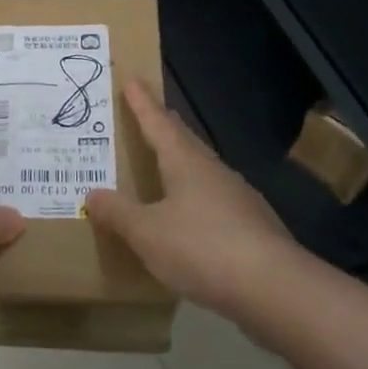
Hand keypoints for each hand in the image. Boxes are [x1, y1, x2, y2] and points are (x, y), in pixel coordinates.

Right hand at [85, 80, 293, 317]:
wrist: (275, 289)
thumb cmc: (203, 248)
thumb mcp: (147, 233)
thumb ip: (118, 213)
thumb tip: (92, 194)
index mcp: (186, 162)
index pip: (158, 123)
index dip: (142, 103)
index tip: (132, 79)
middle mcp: (213, 172)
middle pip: (184, 141)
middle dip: (164, 127)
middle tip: (147, 114)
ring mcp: (237, 199)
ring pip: (201, 171)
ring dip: (180, 164)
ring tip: (162, 167)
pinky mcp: (251, 228)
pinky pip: (213, 202)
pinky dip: (194, 200)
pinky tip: (189, 219)